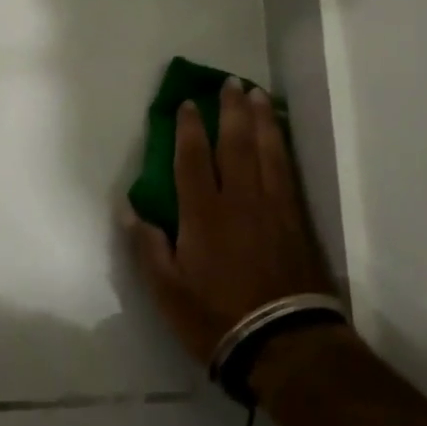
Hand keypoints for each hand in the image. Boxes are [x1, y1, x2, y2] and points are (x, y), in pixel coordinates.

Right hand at [123, 79, 336, 366]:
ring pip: (266, 150)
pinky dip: (283, 145)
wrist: (285, 343)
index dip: (189, 128)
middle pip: (235, 143)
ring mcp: (273, 206)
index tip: (188, 103)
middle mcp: (239, 199)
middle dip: (230, 110)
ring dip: (261, 118)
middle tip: (230, 82)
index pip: (193, 158)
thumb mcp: (167, 291)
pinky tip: (280, 134)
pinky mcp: (297, 220)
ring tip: (257, 94)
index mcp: (203, 213)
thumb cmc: (217, 317)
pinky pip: (287, 170)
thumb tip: (129, 208)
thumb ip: (147, 246)